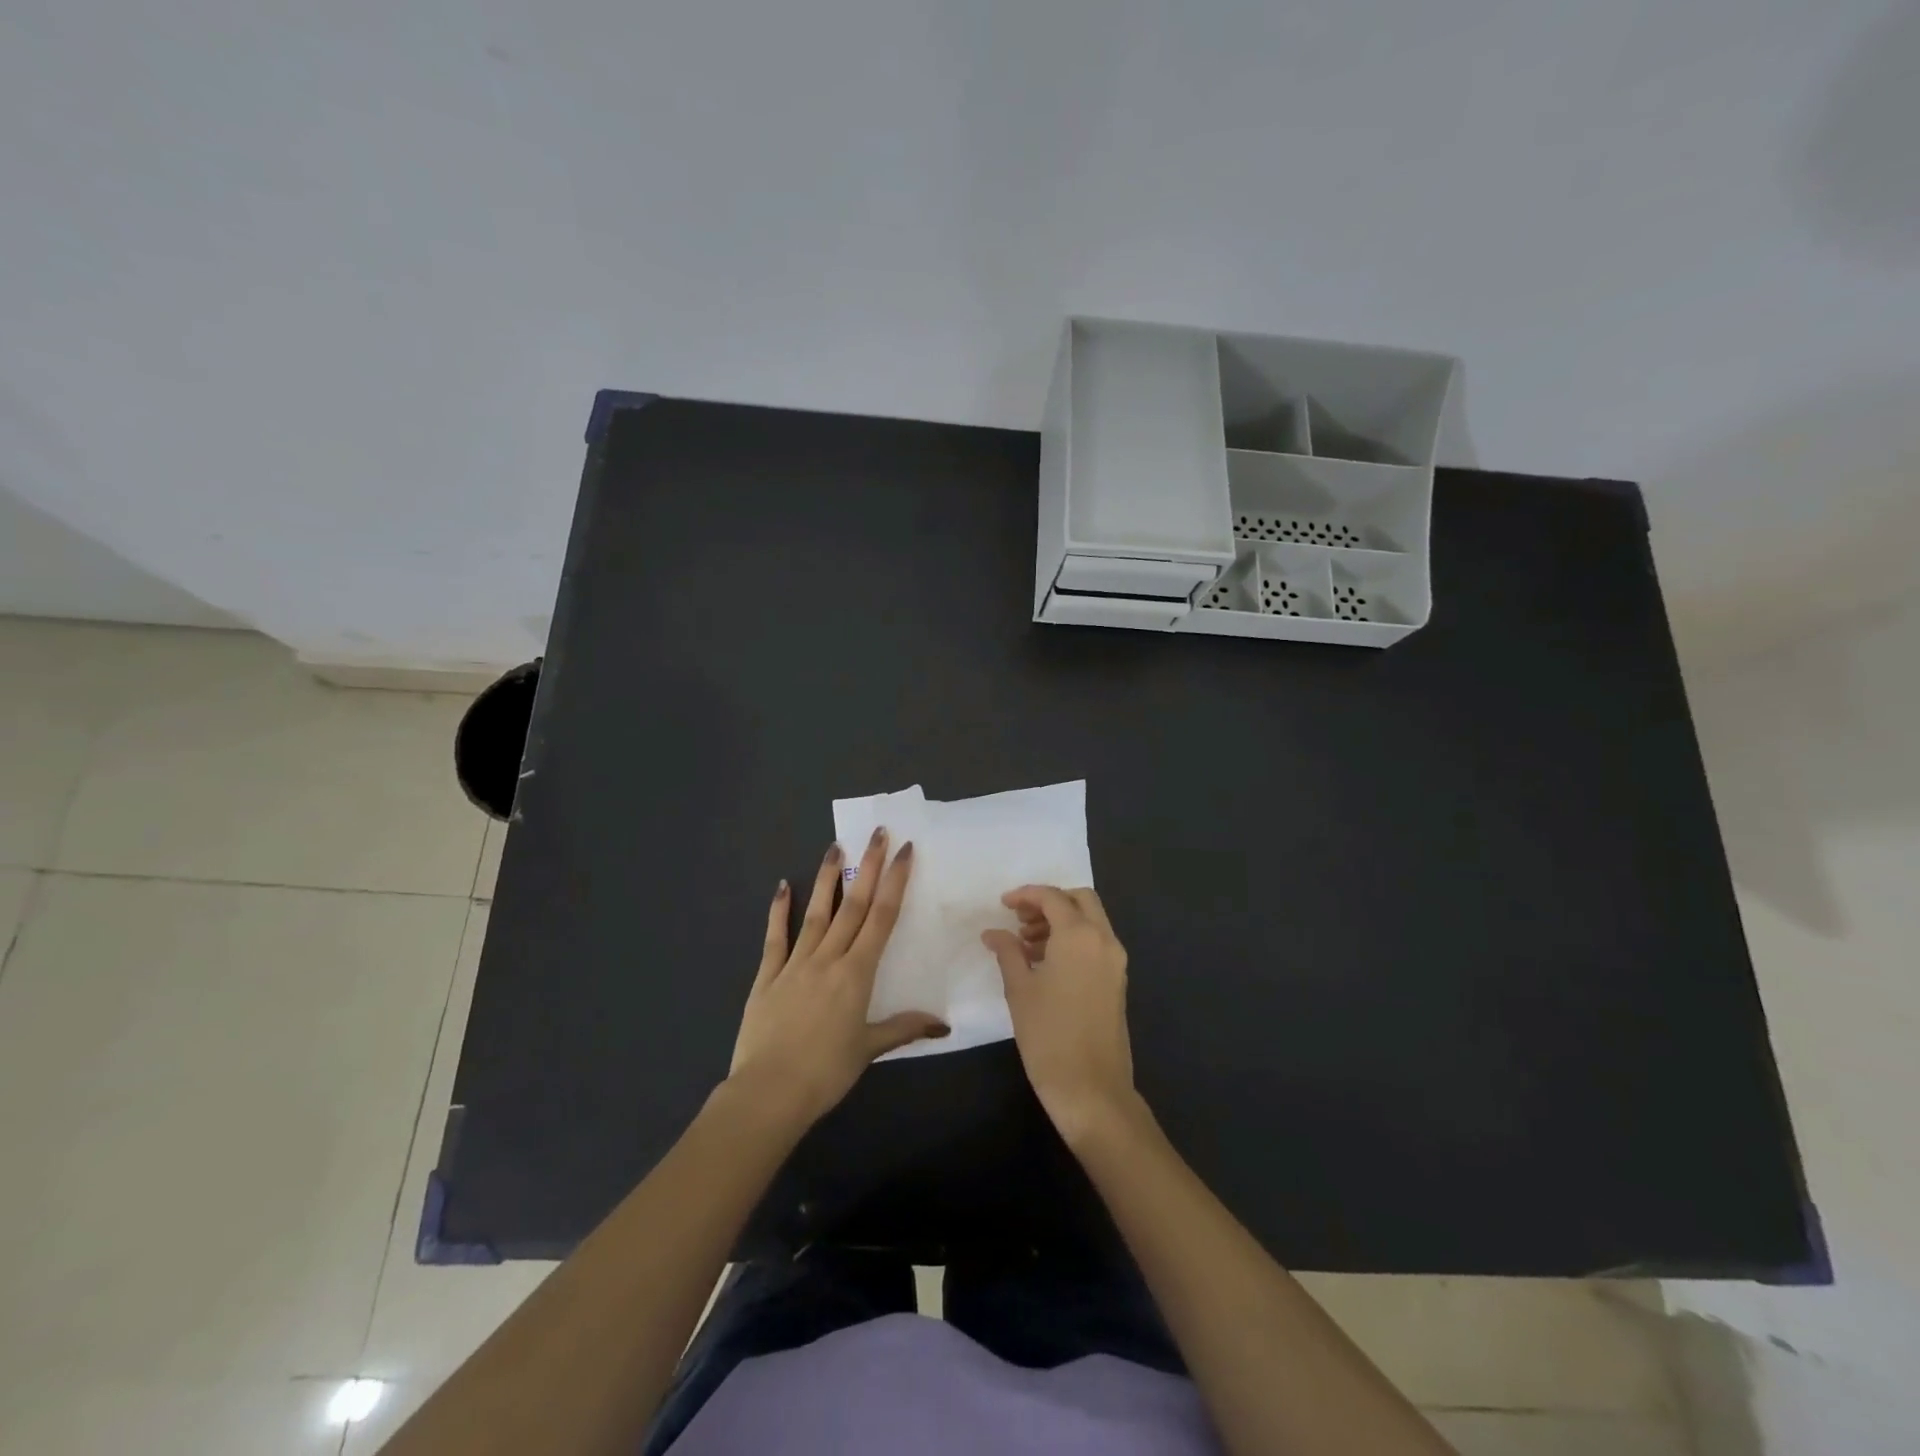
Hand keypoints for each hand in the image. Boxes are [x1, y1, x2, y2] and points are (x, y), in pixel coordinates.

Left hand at [729, 829, 947, 1124]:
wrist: (768, 1093)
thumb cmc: (825, 1072)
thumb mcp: (869, 1049)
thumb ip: (903, 1028)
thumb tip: (943, 1023)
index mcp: (856, 973)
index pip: (881, 918)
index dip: (894, 882)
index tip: (904, 851)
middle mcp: (828, 958)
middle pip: (852, 905)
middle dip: (868, 867)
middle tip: (877, 833)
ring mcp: (794, 964)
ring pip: (816, 913)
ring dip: (827, 879)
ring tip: (835, 847)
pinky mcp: (767, 977)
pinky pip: (775, 938)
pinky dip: (779, 911)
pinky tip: (781, 886)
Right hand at [982, 885, 1138, 1146]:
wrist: (1092, 1089)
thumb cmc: (1048, 1035)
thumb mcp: (1019, 989)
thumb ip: (1007, 952)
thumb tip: (993, 933)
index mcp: (1079, 935)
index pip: (1053, 898)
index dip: (1026, 895)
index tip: (1003, 904)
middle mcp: (1104, 940)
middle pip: (1080, 900)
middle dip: (1050, 902)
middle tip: (1020, 919)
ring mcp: (1115, 961)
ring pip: (1091, 921)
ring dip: (1061, 921)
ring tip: (1026, 944)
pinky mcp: (1117, 981)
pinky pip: (1096, 943)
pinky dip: (1073, 940)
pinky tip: (1045, 962)